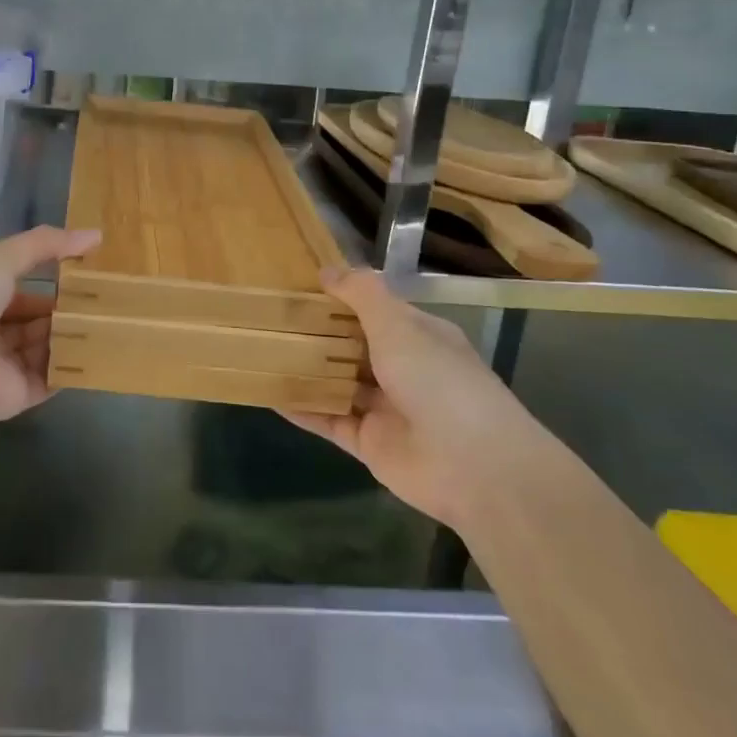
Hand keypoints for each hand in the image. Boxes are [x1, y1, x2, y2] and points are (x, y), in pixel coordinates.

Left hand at [0, 226, 101, 425]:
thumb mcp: (3, 257)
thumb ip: (47, 244)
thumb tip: (95, 234)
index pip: (23, 290)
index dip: (54, 281)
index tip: (91, 273)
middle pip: (37, 321)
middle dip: (69, 310)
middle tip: (111, 298)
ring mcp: (5, 365)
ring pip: (48, 348)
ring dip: (75, 335)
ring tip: (116, 319)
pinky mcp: (18, 394)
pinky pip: (53, 378)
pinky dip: (75, 366)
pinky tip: (105, 349)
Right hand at [286, 269, 523, 526]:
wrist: (475, 466)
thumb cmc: (438, 380)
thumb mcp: (399, 324)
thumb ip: (362, 294)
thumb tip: (326, 270)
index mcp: (418, 336)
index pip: (375, 310)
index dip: (341, 297)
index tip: (299, 285)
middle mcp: (402, 369)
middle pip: (352, 345)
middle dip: (317, 332)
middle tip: (270, 315)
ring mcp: (385, 408)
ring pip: (337, 382)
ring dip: (306, 369)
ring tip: (261, 349)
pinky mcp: (368, 443)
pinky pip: (328, 420)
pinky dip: (302, 408)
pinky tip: (268, 393)